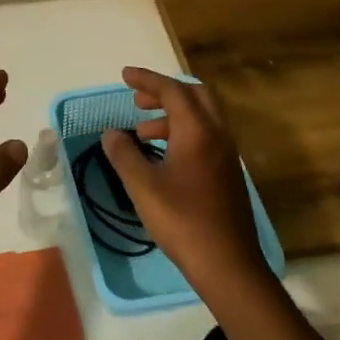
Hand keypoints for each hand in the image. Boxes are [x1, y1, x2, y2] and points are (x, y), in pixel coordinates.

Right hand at [98, 67, 273, 302]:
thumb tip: (112, 133)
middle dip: (164, 92)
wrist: (227, 263)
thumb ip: (124, 154)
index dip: (147, 80)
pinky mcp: (227, 173)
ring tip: (142, 132)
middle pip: (194, 96)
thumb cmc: (182, 220)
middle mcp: (217, 135)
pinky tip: (162, 156)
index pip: (172, 90)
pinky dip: (182, 133)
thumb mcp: (142, 186)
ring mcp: (226, 155)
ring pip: (201, 118)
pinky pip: (205, 136)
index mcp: (198, 131)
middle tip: (137, 100)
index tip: (124, 76)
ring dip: (171, 115)